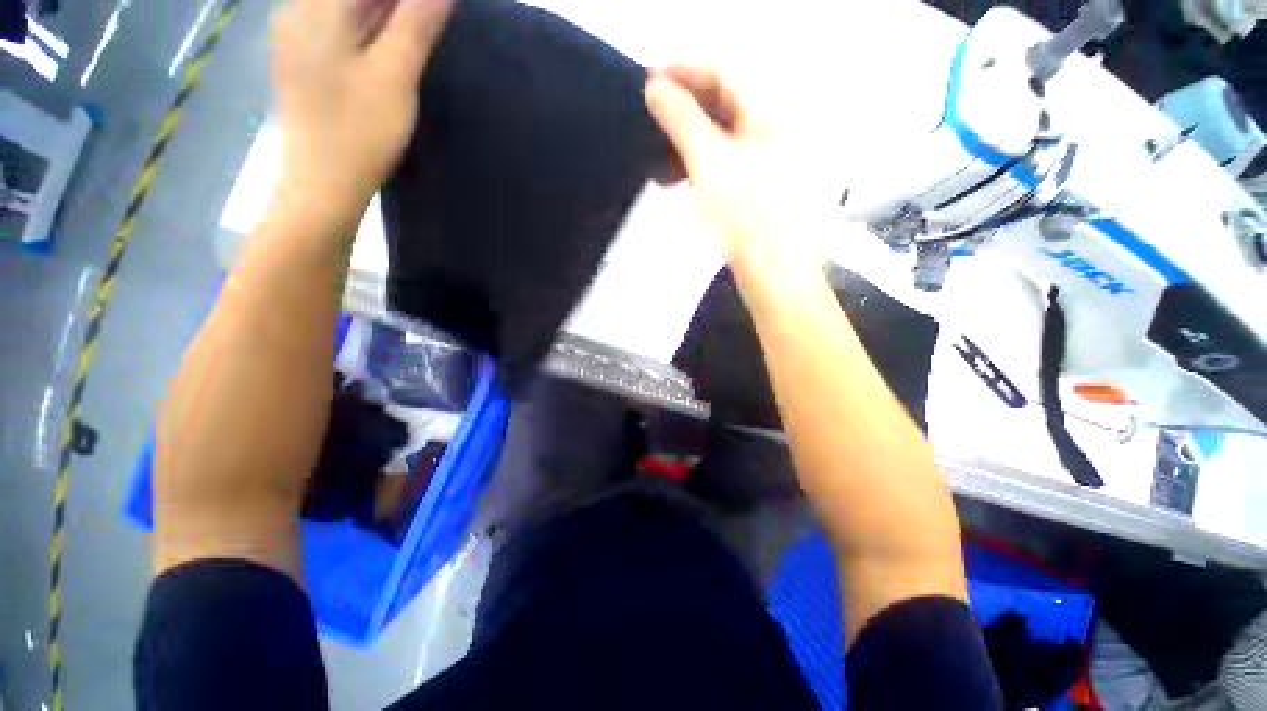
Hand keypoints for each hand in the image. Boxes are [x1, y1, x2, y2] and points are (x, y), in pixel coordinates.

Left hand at [271, 0, 451, 211]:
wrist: (323, 184)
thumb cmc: (360, 132)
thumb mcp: (395, 76)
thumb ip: (416, 25)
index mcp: (316, 7)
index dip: (407, 0)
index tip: (433, 13)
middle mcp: (298, 10)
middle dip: (398, 6)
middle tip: (432, 20)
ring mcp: (298, 36)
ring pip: (347, 7)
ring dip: (387, 14)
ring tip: (420, 30)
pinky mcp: (306, 59)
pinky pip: (340, 25)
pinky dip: (371, 26)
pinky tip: (393, 43)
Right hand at [644, 65, 822, 296]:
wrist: (772, 270)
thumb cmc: (745, 215)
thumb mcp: (709, 161)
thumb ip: (682, 119)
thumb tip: (656, 87)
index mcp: (769, 111)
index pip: (724, 69)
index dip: (684, 70)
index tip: (649, 79)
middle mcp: (771, 127)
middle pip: (722, 101)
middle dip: (682, 109)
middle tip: (650, 121)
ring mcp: (765, 158)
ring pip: (720, 134)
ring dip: (685, 141)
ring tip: (657, 160)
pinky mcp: (756, 185)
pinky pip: (723, 160)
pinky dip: (697, 164)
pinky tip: (678, 178)